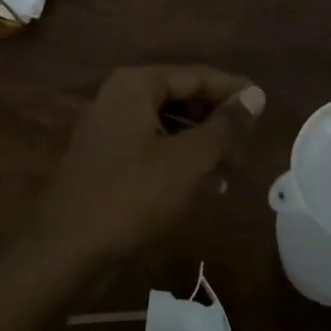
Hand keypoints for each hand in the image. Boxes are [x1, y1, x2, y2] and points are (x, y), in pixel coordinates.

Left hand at [25, 66, 265, 271]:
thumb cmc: (131, 197)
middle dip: (218, 121)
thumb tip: (256, 94)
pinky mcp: (108, 162)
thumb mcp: (188, 160)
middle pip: (182, 98)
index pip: (197, 76)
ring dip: (204, 145)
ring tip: (234, 169)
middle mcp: (120, 98)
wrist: (65, 254)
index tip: (265, 107)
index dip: (233, 91)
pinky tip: (207, 185)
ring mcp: (110, 131)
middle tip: (250, 145)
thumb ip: (225, 125)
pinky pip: (154, 149)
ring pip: (170, 127)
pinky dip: (182, 162)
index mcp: (136, 85)